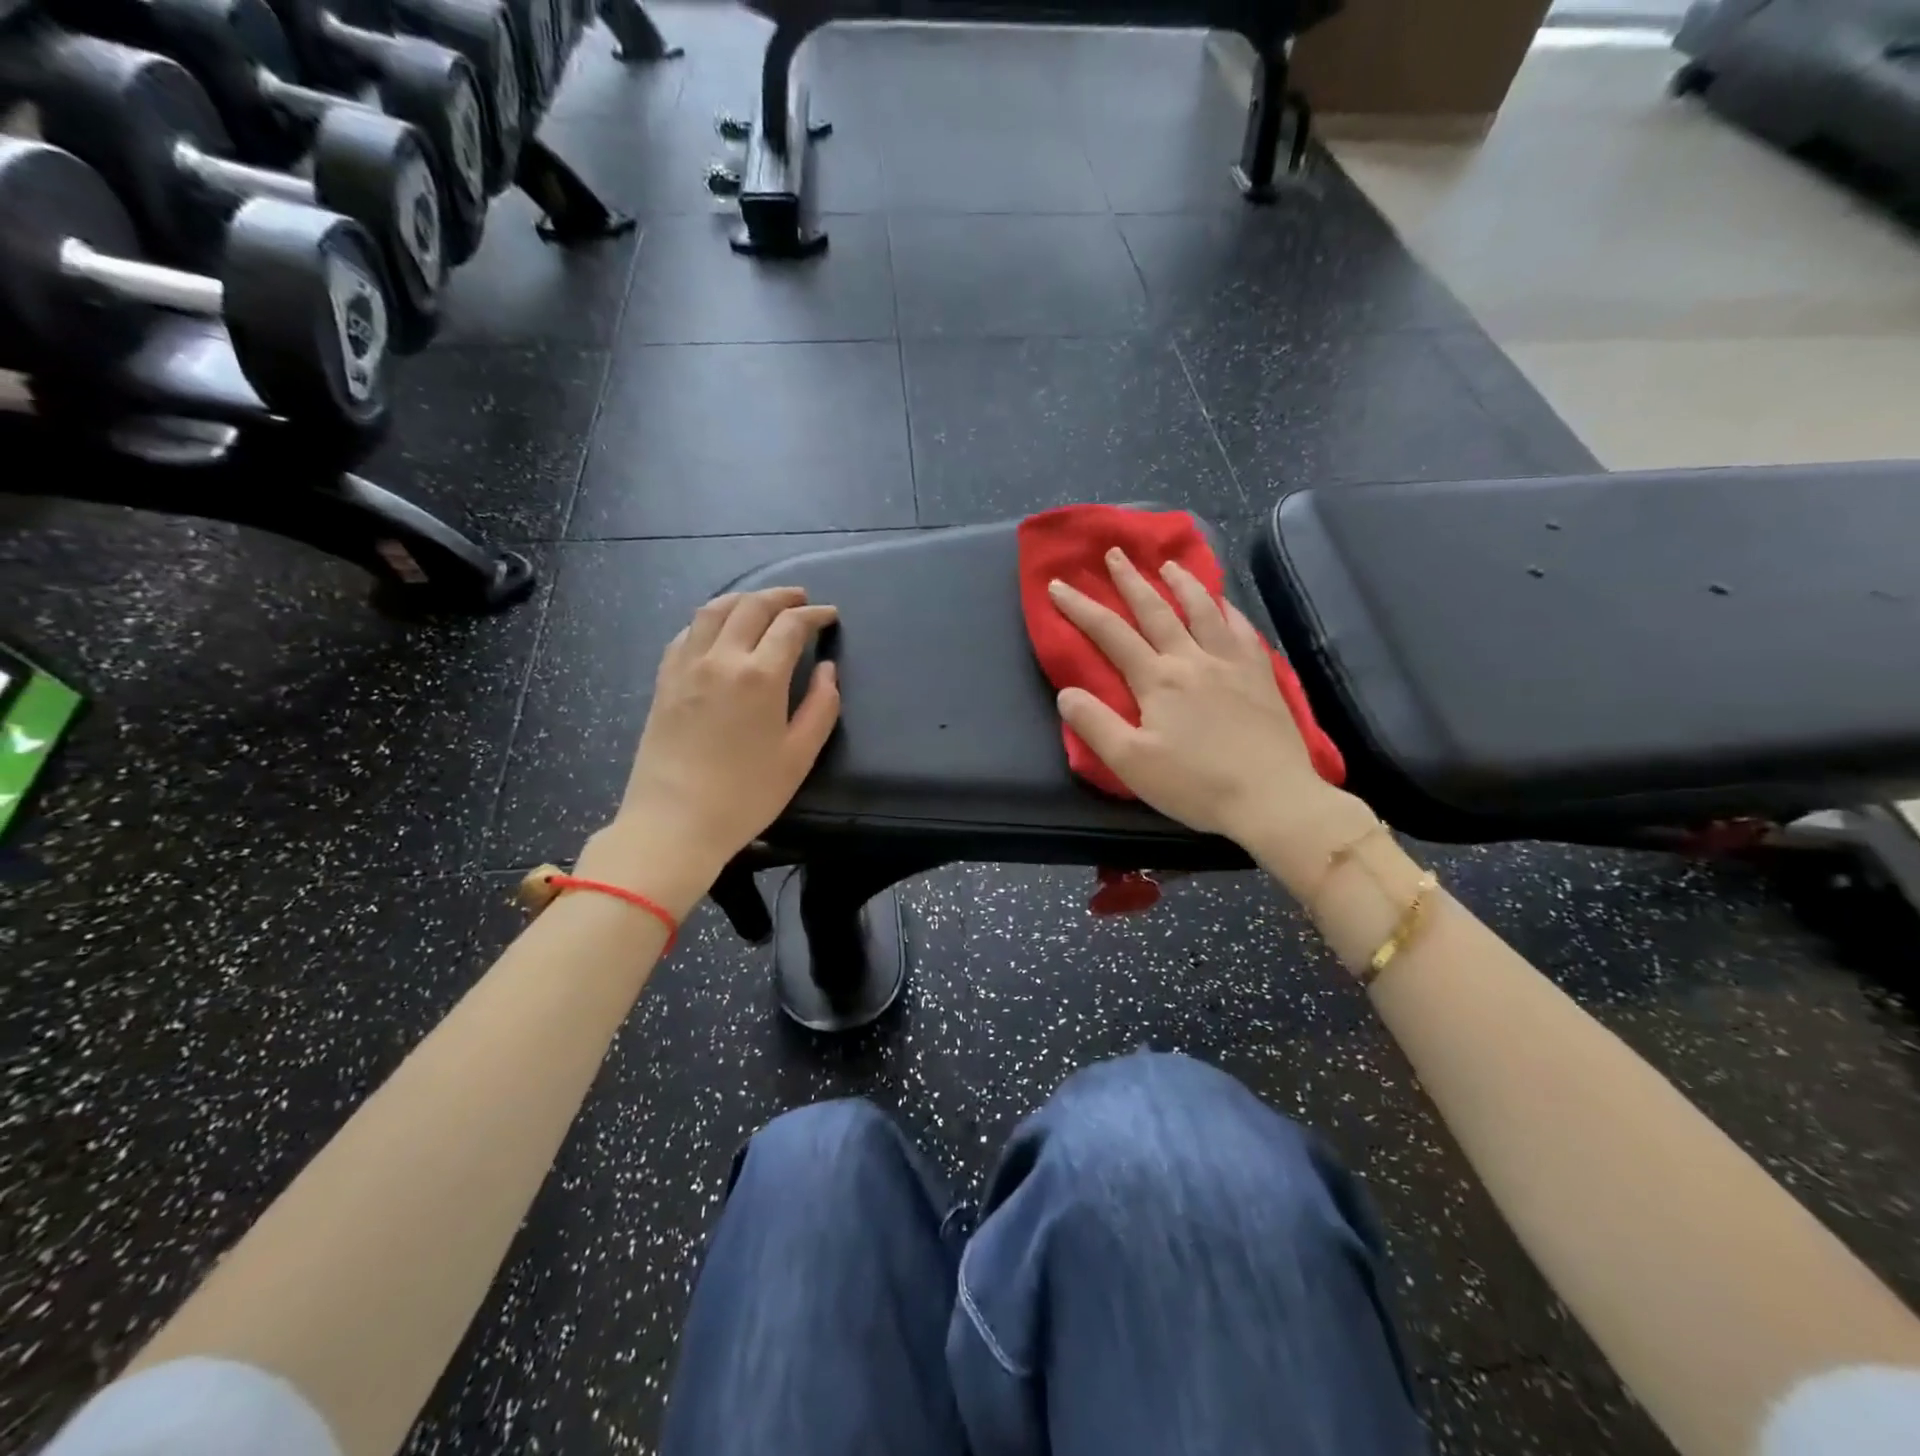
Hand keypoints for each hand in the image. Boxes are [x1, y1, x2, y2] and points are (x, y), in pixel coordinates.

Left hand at [586, 588, 839, 915]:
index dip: (814, 615)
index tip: (829, 615)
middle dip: (780, 596)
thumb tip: (828, 670)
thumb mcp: (799, 756)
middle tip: (800, 599)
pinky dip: (709, 620)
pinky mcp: (664, 681)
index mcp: (760, 676)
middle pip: (751, 606)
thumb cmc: (746, 795)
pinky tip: (717, 630)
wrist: (674, 822)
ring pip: (713, 611)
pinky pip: (686, 633)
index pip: (790, 626)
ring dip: (743, 598)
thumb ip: (821, 707)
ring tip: (761, 603)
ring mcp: (686, 666)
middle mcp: (720, 659)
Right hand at [1048, 549, 1348, 849]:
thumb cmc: (1195, 784)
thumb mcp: (1131, 763)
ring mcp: (1232, 663)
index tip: (1059, 584)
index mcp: (1158, 680)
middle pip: (1157, 611)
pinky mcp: (1261, 675)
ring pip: (1204, 610)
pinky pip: (1242, 630)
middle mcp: (1193, 659)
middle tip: (1115, 553)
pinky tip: (1224, 604)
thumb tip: (1066, 693)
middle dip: (1131, 580)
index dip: (1081, 607)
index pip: (1111, 634)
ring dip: (1182, 583)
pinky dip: (1228, 610)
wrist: (1272, 798)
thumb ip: (1095, 725)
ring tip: (1169, 564)